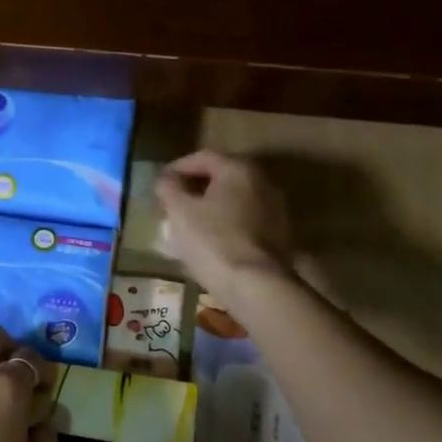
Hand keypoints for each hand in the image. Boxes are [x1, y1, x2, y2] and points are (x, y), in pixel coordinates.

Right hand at [155, 150, 293, 306]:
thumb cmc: (212, 240)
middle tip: (174, 201)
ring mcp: (275, 208)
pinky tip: (213, 239)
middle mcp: (262, 181)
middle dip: (196, 186)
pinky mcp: (280, 234)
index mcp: (238, 169)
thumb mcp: (179, 211)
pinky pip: (247, 219)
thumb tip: (167, 179)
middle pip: (223, 175)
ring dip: (213, 205)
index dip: (178, 166)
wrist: (256, 285)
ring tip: (191, 222)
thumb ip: (169, 188)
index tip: (161, 182)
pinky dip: (228, 222)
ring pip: (236, 198)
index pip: (204, 157)